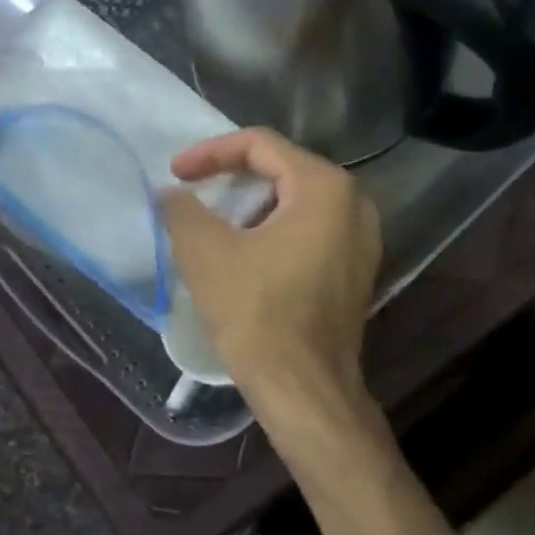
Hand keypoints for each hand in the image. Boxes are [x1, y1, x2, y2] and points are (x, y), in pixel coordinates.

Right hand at [161, 129, 381, 412]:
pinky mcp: (357, 273)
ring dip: (253, 212)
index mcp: (325, 188)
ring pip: (298, 206)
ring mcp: (363, 242)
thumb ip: (183, 210)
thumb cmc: (258, 314)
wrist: (304, 389)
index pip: (261, 146)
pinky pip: (312, 235)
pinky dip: (276, 236)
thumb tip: (171, 194)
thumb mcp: (206, 254)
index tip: (176, 175)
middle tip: (197, 200)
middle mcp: (355, 205)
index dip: (211, 153)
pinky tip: (248, 261)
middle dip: (234, 182)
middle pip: (284, 172)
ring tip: (216, 232)